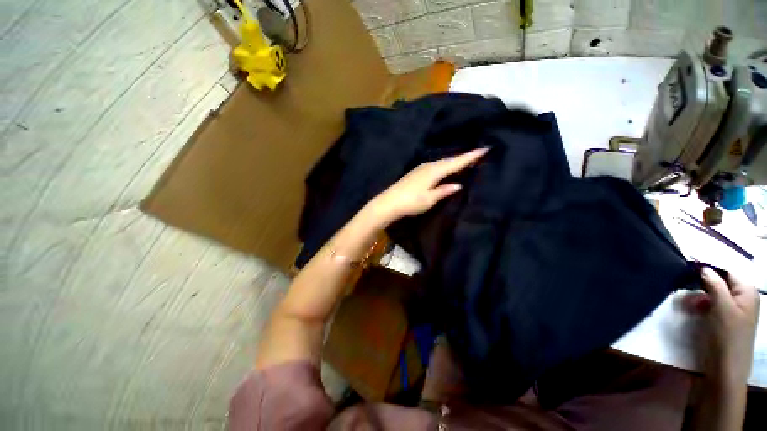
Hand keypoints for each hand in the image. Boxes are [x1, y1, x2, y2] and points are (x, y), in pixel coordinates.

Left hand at [365, 148, 488, 225]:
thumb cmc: (410, 202)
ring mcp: (420, 168)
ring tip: (464, 160)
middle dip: (463, 157)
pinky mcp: (415, 173)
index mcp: (434, 171)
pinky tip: (445, 168)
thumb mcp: (429, 199)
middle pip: (449, 160)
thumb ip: (444, 191)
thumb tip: (458, 184)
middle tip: (478, 154)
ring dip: (453, 161)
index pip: (455, 163)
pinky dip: (443, 166)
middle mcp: (428, 166)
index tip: (485, 148)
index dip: (470, 157)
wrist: (388, 203)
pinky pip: (435, 166)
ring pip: (441, 162)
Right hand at [687, 268, 759, 383]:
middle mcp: (743, 297)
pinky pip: (712, 304)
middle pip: (721, 282)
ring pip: (714, 293)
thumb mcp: (721, 308)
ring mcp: (734, 309)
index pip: (728, 271)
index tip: (688, 268)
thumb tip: (703, 267)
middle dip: (702, 284)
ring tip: (687, 302)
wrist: (725, 368)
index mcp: (747, 291)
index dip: (709, 268)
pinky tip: (692, 309)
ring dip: (699, 295)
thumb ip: (715, 284)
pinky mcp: (725, 319)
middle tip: (685, 287)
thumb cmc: (727, 335)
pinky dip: (701, 304)